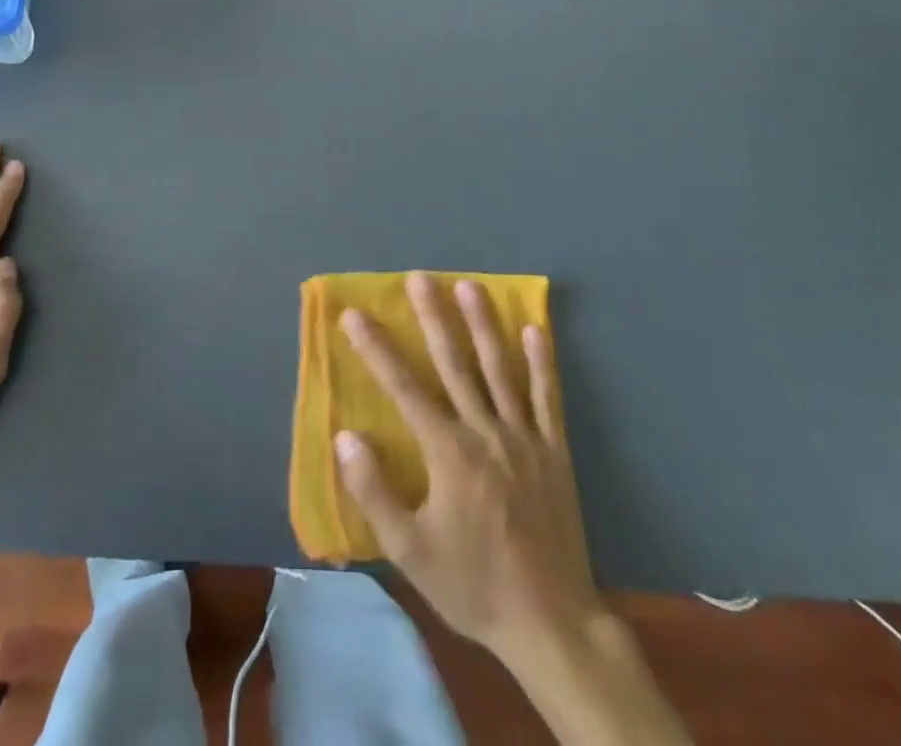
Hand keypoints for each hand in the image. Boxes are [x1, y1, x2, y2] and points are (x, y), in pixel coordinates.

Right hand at [334, 273, 599, 666]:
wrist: (551, 623)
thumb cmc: (473, 584)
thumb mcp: (410, 551)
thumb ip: (375, 492)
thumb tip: (346, 436)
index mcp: (448, 452)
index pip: (404, 388)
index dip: (376, 349)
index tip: (355, 314)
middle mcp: (485, 432)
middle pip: (454, 364)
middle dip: (433, 317)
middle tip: (420, 277)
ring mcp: (524, 438)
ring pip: (500, 369)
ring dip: (483, 325)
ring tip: (470, 286)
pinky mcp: (555, 452)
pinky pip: (548, 399)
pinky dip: (542, 363)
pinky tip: (536, 330)